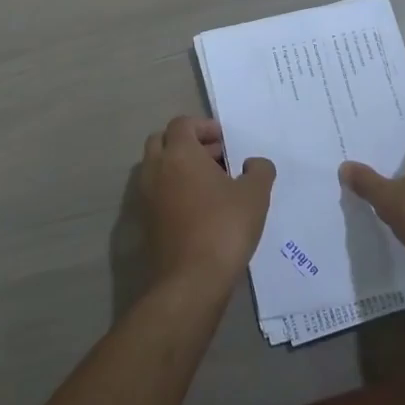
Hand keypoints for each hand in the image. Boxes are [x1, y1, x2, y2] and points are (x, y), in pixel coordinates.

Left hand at [139, 117, 275, 300]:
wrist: (190, 281)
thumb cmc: (224, 228)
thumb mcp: (254, 195)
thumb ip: (259, 170)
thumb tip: (254, 163)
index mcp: (179, 154)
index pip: (182, 123)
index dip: (204, 126)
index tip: (225, 141)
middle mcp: (156, 169)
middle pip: (163, 141)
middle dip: (188, 143)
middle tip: (216, 157)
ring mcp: (146, 197)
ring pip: (157, 168)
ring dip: (179, 167)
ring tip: (211, 184)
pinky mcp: (145, 222)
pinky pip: (157, 193)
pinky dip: (173, 190)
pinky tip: (200, 208)